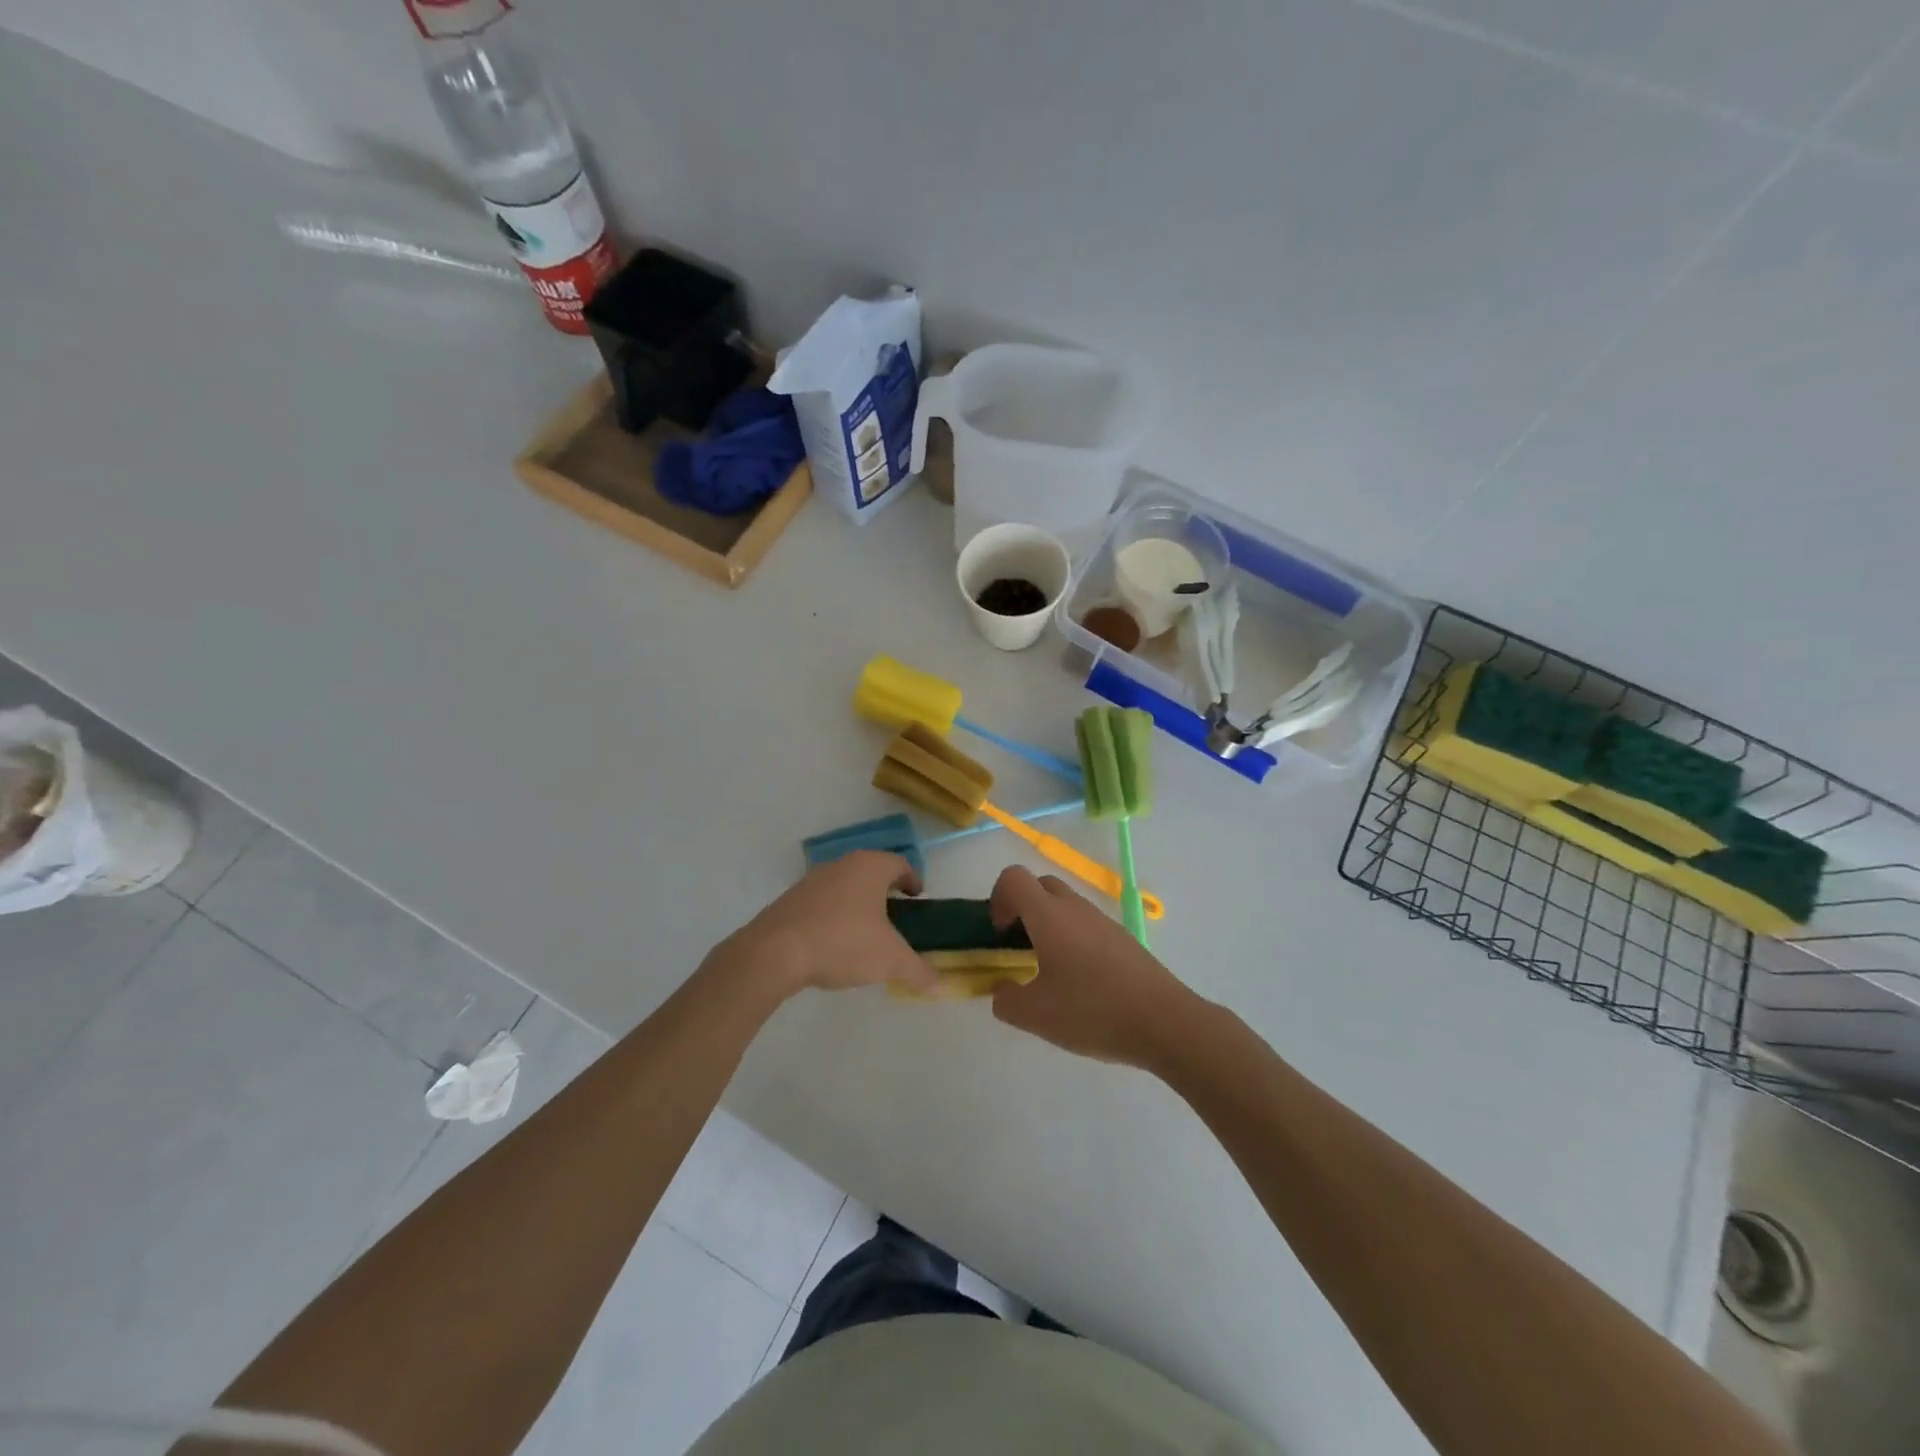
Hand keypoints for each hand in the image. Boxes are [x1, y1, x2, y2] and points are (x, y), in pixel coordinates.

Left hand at [723, 851, 937, 997]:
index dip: (913, 880)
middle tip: (897, 918)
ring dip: (859, 903)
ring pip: (846, 885)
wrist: (774, 952)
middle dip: (886, 892)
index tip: (918, 898)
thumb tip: (942, 985)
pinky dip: (835, 915)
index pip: (900, 864)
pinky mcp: (791, 899)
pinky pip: (823, 901)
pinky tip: (834, 942)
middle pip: (872, 872)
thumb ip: (919, 971)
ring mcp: (813, 880)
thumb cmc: (842, 943)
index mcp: (870, 867)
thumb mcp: (890, 960)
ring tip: (866, 933)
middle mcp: (842, 864)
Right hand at [988, 866, 1199, 1069]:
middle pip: (1040, 885)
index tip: (1000, 935)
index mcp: (1049, 915)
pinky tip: (1081, 983)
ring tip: (1049, 971)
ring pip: (1066, 905)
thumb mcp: (1035, 1016)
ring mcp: (1103, 921)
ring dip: (1048, 925)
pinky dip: (1073, 939)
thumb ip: (1005, 1000)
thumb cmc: (1093, 1012)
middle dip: (1022, 909)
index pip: (1013, 878)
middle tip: (1020, 948)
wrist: (1165, 1022)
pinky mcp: (1123, 938)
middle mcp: (1075, 908)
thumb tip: (1002, 989)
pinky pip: (1087, 924)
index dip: (998, 899)